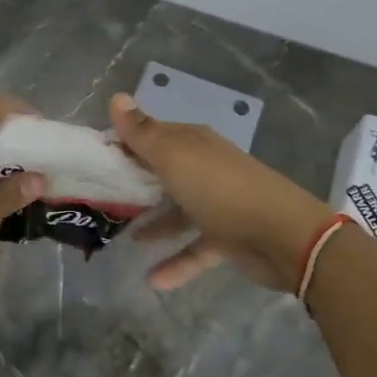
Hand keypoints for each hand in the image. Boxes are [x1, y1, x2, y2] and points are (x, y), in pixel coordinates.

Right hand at [111, 93, 331, 291]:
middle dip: (134, 184)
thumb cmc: (220, 189)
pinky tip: (152, 279)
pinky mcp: (227, 238)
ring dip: (154, 224)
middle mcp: (204, 169)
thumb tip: (116, 97)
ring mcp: (217, 204)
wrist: (282, 235)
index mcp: (193, 144)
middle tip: (100, 199)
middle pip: (163, 173)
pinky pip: (194, 249)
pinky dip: (175, 262)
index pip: (152, 136)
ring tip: (123, 238)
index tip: (94, 159)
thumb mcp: (174, 157)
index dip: (124, 144)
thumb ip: (142, 133)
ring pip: (177, 211)